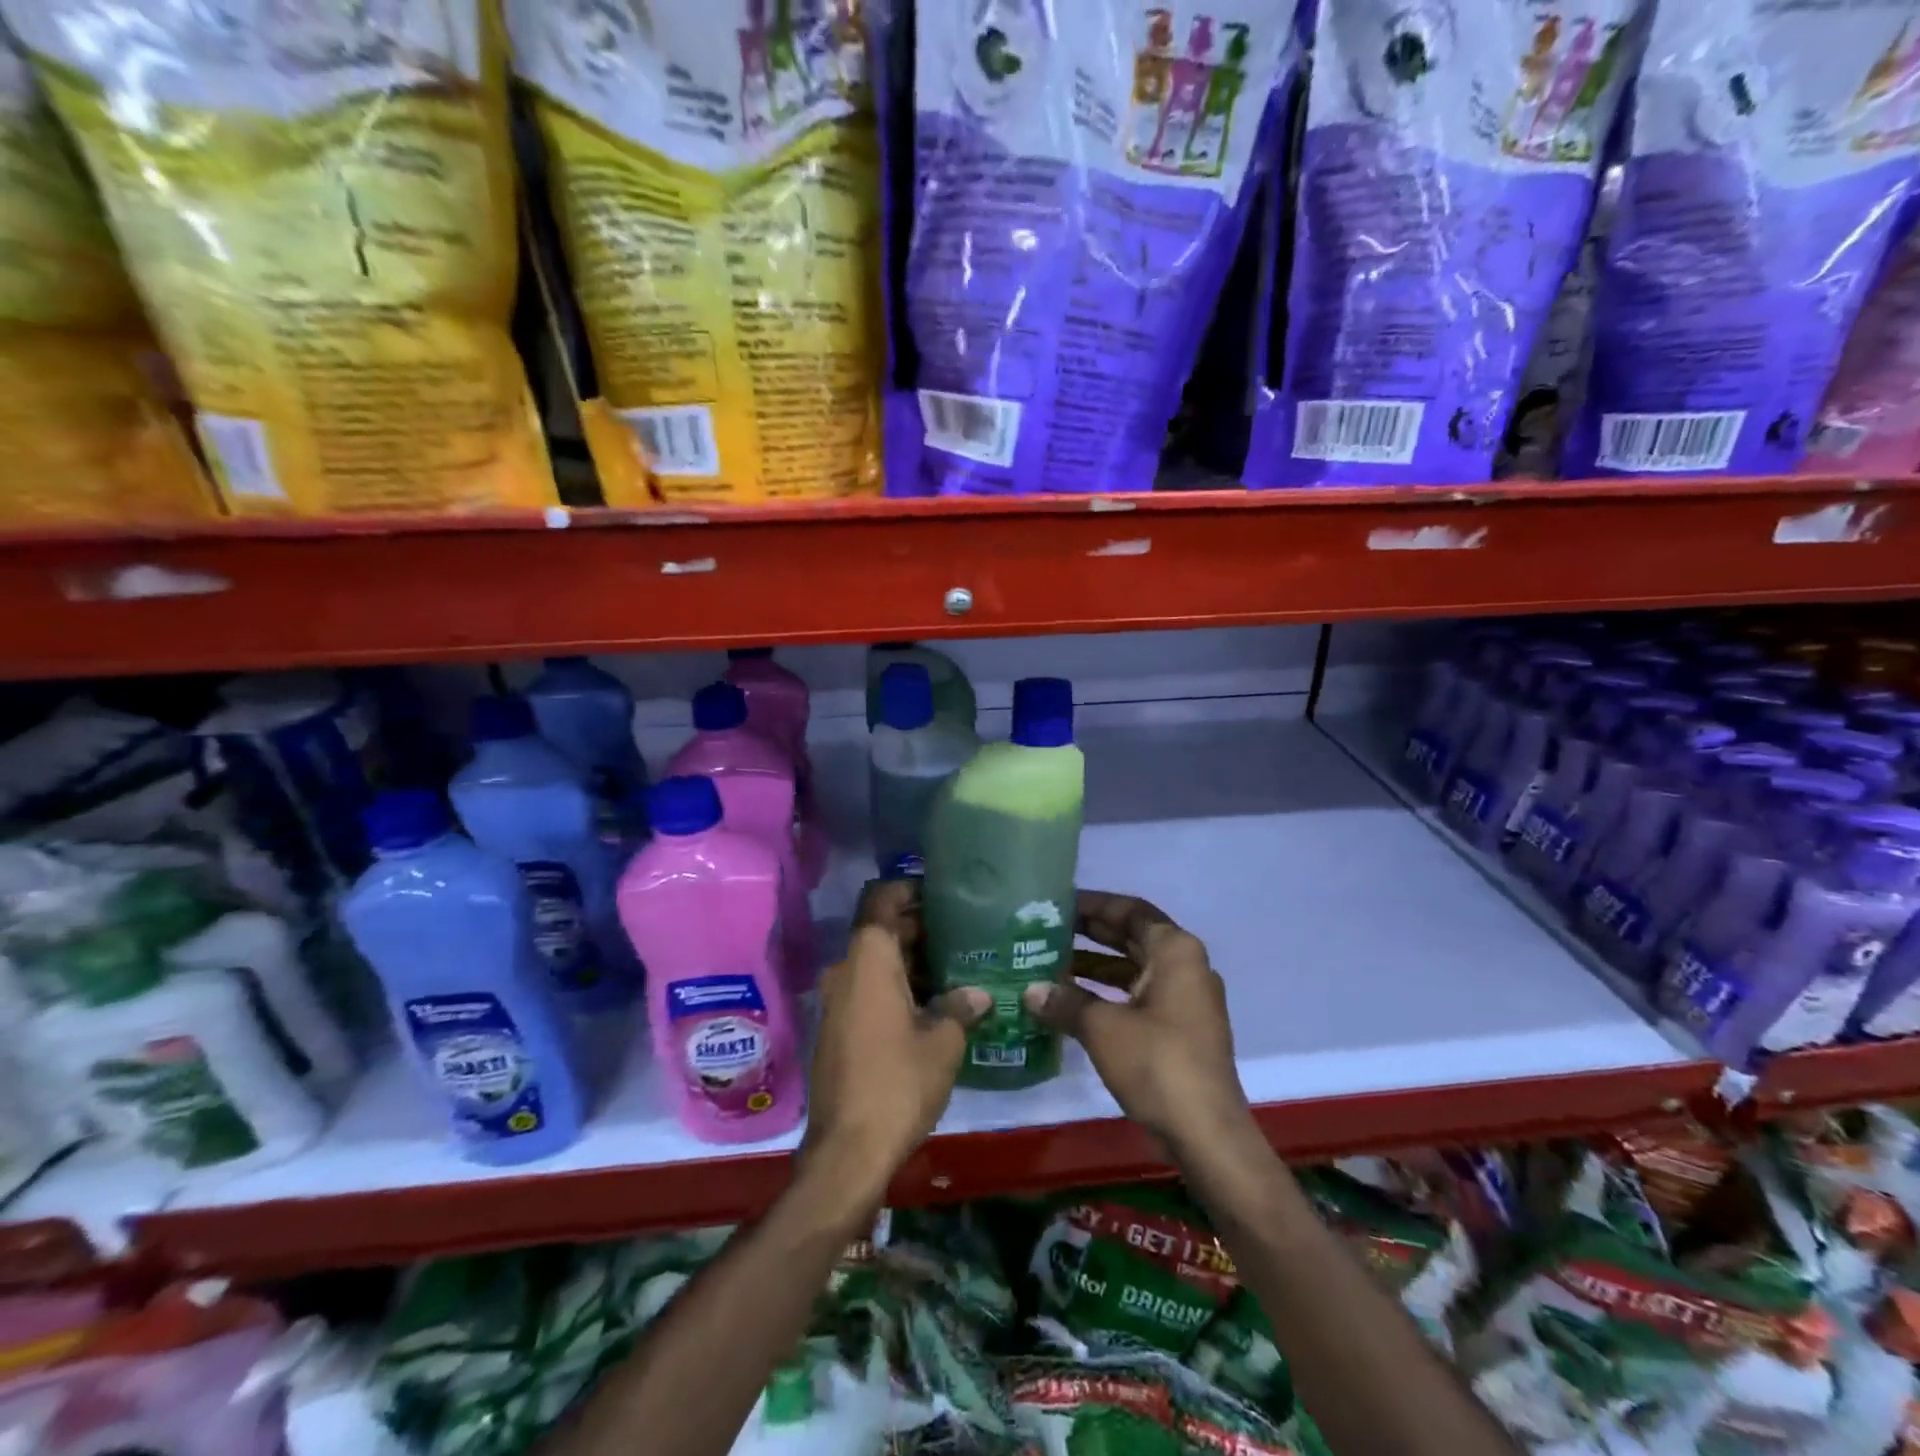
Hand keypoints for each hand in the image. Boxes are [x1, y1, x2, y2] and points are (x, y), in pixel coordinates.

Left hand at [801, 880, 987, 1202]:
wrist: (847, 1150)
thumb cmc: (898, 1082)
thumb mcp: (943, 1042)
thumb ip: (960, 1007)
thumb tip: (978, 993)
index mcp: (869, 960)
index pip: (881, 899)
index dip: (909, 889)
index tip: (942, 894)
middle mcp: (846, 971)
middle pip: (881, 930)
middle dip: (920, 928)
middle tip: (964, 933)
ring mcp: (838, 1001)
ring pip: (876, 962)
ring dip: (911, 961)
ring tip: (957, 967)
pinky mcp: (838, 1028)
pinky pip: (869, 989)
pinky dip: (897, 986)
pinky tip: (934, 1004)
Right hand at [1022, 891, 1251, 1151]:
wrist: (1207, 1133)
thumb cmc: (1157, 1063)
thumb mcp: (1102, 1027)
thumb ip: (1065, 1002)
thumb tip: (1031, 991)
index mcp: (1175, 950)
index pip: (1129, 910)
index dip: (1093, 904)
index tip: (1058, 903)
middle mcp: (1185, 966)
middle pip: (1132, 936)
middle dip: (1090, 933)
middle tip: (1047, 929)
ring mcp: (1186, 999)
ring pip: (1134, 968)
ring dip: (1095, 965)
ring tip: (1050, 963)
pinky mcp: (1181, 1028)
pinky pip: (1139, 995)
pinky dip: (1108, 993)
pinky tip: (1072, 1002)